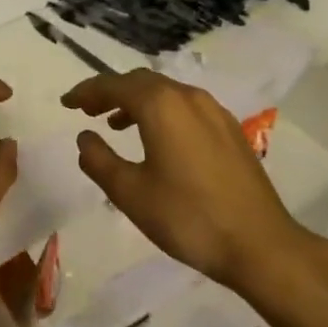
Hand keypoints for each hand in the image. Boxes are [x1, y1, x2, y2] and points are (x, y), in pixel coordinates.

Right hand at [62, 69, 308, 293]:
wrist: (260, 244)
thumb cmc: (188, 217)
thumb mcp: (131, 193)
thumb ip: (100, 160)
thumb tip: (85, 137)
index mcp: (160, 105)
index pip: (113, 85)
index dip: (86, 92)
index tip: (66, 103)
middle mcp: (187, 97)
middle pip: (140, 82)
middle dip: (110, 92)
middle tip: (86, 110)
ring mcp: (213, 111)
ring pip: (165, 92)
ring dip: (136, 102)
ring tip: (115, 124)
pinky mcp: (229, 130)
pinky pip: (185, 107)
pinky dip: (161, 112)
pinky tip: (157, 139)